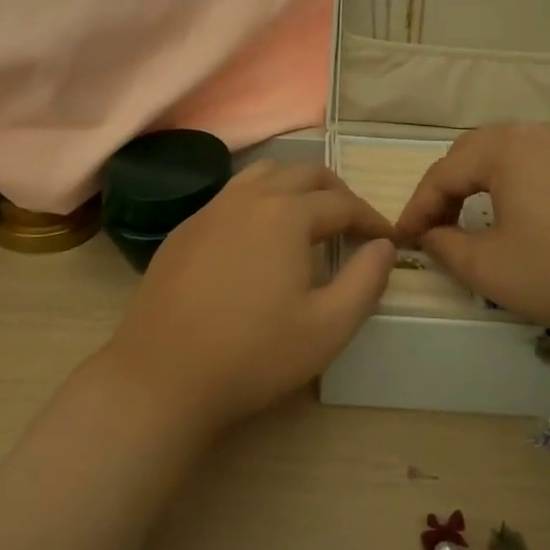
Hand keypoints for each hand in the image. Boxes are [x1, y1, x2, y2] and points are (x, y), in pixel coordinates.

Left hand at [102, 161, 395, 434]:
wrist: (162, 376)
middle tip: (352, 225)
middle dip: (335, 193)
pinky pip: (230, 196)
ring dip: (294, 188)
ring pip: (262, 175)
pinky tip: (257, 240)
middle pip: (302, 173)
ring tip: (308, 222)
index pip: (342, 203)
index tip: (386, 240)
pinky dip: (258, 202)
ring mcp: (210, 209)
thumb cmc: (253, 354)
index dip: (370, 219)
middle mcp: (248, 197)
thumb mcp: (328, 327)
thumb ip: (366, 280)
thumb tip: (383, 245)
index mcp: (286, 213)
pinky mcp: (184, 229)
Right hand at [392, 123, 549, 344]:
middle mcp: (541, 132)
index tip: (404, 238)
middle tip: (439, 225)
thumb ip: (446, 248)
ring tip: (483, 220)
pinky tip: (539, 218)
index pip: (444, 172)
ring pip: (517, 155)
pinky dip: (529, 185)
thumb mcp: (491, 270)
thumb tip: (430, 236)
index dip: (418, 207)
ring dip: (489, 184)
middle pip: (477, 152)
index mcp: (507, 148)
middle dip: (451, 188)